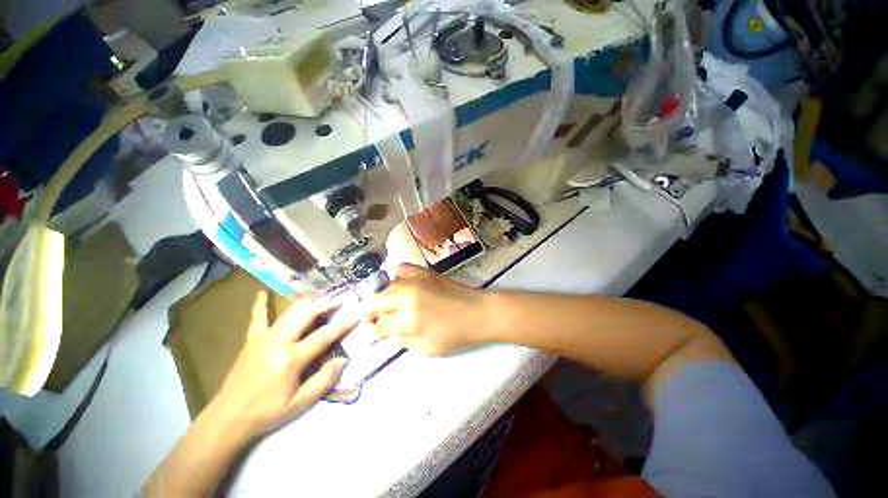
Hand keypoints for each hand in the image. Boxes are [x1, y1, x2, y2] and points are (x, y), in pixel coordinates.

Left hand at [212, 291, 356, 438]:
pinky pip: (257, 318)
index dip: (343, 324)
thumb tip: (343, 360)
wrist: (229, 418)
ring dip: (306, 304)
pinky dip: (261, 305)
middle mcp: (278, 342)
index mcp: (291, 359)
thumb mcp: (299, 404)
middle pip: (306, 314)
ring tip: (320, 300)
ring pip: (289, 312)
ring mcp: (263, 338)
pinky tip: (262, 292)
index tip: (357, 313)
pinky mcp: (251, 340)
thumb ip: (324, 381)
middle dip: (325, 305)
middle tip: (339, 300)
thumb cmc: (267, 412)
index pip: (324, 336)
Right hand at [364, 265, 484, 355]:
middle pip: (377, 301)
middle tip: (372, 318)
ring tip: (386, 304)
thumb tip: (390, 332)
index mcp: (408, 320)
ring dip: (383, 296)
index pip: (380, 324)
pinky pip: (403, 268)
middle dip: (370, 311)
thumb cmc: (457, 334)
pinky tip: (398, 283)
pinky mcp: (425, 273)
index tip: (378, 332)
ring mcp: (416, 281)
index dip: (376, 330)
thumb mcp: (428, 348)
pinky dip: (396, 275)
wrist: (479, 312)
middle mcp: (407, 297)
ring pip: (386, 286)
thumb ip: (404, 340)